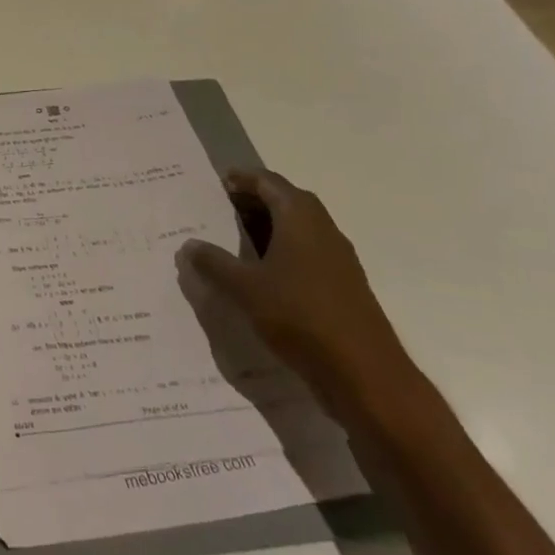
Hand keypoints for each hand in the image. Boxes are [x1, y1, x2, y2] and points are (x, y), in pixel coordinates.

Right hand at [175, 168, 417, 421]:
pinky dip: (282, 253)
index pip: (269, 182)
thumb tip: (189, 245)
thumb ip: (214, 263)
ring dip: (268, 229)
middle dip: (254, 202)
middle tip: (220, 210)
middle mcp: (323, 229)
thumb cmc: (300, 316)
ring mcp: (337, 259)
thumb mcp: (245, 288)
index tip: (218, 183)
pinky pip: (306, 255)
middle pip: (285, 201)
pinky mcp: (343, 287)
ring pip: (297, 230)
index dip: (243, 179)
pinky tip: (261, 277)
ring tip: (233, 242)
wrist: (365, 375)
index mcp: (300, 217)